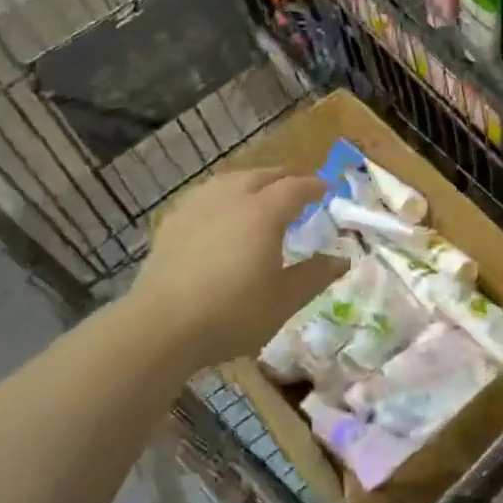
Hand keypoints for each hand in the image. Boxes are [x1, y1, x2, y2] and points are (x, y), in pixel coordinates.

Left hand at [133, 168, 346, 371]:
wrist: (160, 327)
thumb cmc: (231, 313)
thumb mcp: (283, 300)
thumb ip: (314, 275)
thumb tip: (342, 259)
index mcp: (263, 212)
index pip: (295, 187)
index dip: (313, 185)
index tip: (326, 188)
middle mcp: (232, 198)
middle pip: (262, 175)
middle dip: (284, 177)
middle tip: (297, 184)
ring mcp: (198, 206)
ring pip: (231, 180)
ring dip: (252, 180)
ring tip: (260, 191)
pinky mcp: (173, 222)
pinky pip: (206, 194)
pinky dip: (223, 194)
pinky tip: (220, 210)